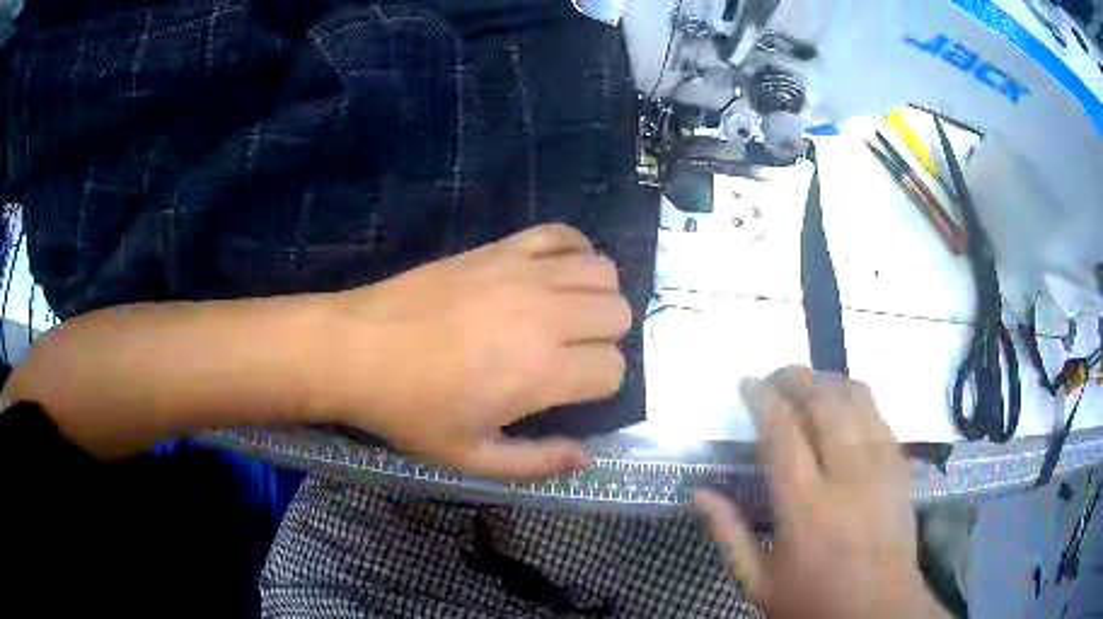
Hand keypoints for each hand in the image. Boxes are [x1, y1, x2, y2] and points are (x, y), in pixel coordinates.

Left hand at [314, 224, 631, 479]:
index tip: (572, 392)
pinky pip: (560, 233)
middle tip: (572, 355)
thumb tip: (588, 457)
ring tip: (569, 316)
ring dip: (598, 296)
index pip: (614, 368)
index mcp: (542, 372)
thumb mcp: (471, 456)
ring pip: (602, 270)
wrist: (356, 349)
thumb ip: (537, 461)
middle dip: (606, 340)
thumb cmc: (410, 409)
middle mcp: (546, 314)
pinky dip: (574, 248)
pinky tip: (556, 272)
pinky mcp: (499, 248)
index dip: (602, 385)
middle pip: (619, 313)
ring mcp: (523, 273)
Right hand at [696, 367, 948, 618]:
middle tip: (774, 378)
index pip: (783, 431)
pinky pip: (878, 413)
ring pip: (857, 396)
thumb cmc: (813, 600)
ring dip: (828, 380)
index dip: (762, 398)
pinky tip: (841, 409)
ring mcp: (881, 464)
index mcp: (807, 506)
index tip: (747, 384)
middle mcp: (848, 474)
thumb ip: (729, 534)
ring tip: (807, 385)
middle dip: (795, 377)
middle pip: (824, 399)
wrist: (879, 609)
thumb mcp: (758, 582)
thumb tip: (701, 492)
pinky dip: (855, 399)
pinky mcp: (900, 464)